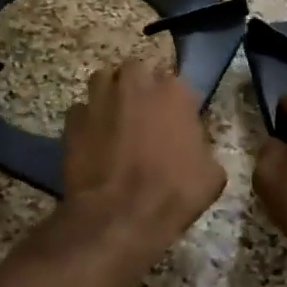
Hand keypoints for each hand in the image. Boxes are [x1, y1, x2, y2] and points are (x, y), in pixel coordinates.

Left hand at [61, 59, 224, 245]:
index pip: (178, 83)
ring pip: (103, 79)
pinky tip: (92, 139)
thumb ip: (203, 146)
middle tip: (143, 114)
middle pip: (137, 70)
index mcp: (175, 92)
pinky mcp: (74, 119)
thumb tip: (194, 145)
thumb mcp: (212, 175)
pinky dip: (87, 120)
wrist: (120, 215)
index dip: (175, 103)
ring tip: (114, 117)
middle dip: (139, 86)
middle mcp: (136, 84)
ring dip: (110, 92)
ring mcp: (101, 98)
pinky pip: (81, 109)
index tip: (176, 122)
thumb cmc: (173, 194)